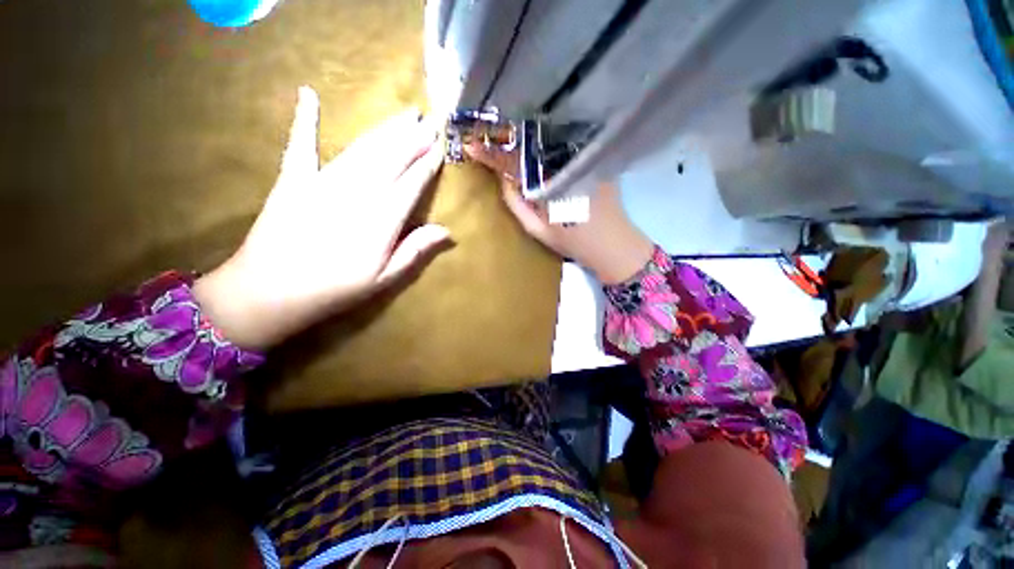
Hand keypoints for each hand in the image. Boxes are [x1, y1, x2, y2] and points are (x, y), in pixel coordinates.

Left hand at [194, 86, 450, 349]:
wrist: (270, 291)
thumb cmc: (336, 288)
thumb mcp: (385, 277)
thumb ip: (416, 250)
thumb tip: (448, 232)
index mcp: (383, 218)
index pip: (412, 182)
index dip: (428, 163)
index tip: (441, 147)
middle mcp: (358, 192)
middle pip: (392, 157)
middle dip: (414, 138)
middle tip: (430, 120)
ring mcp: (323, 180)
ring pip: (363, 148)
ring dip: (386, 129)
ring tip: (404, 114)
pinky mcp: (293, 178)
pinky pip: (300, 144)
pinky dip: (304, 119)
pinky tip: (308, 95)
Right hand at [465, 143, 652, 284]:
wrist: (613, 245)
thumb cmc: (573, 241)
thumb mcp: (537, 229)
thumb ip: (517, 204)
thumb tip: (504, 180)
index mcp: (547, 182)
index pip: (513, 162)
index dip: (491, 154)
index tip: (471, 146)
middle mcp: (565, 163)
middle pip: (531, 144)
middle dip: (510, 139)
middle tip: (494, 139)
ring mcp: (582, 158)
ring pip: (549, 141)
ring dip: (530, 139)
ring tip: (514, 139)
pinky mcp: (595, 159)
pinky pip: (567, 145)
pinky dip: (551, 143)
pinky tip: (544, 145)